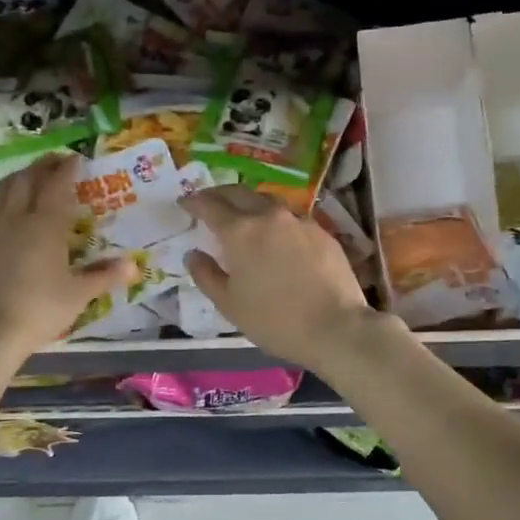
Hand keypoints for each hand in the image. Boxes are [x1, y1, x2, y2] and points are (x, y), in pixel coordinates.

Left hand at [0, 154, 133, 355]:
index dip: (67, 169)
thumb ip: (105, 276)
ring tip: (24, 177)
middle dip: (41, 166)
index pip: (57, 185)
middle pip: (26, 181)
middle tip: (53, 162)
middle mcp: (15, 218)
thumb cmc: (40, 310)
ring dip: (14, 179)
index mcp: (45, 225)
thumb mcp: (79, 295)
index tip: (76, 159)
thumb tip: (134, 265)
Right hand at [179, 186, 380, 371]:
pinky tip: (277, 235)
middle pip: (238, 193)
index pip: (209, 205)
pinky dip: (276, 219)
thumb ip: (206, 275)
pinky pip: (291, 217)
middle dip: (219, 194)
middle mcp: (268, 216)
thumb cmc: (274, 320)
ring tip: (243, 214)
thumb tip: (193, 254)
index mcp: (240, 231)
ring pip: (267, 200)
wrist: (336, 327)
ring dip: (249, 202)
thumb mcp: (229, 304)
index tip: (184, 202)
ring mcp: (298, 221)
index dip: (193, 202)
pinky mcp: (321, 231)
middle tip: (208, 201)